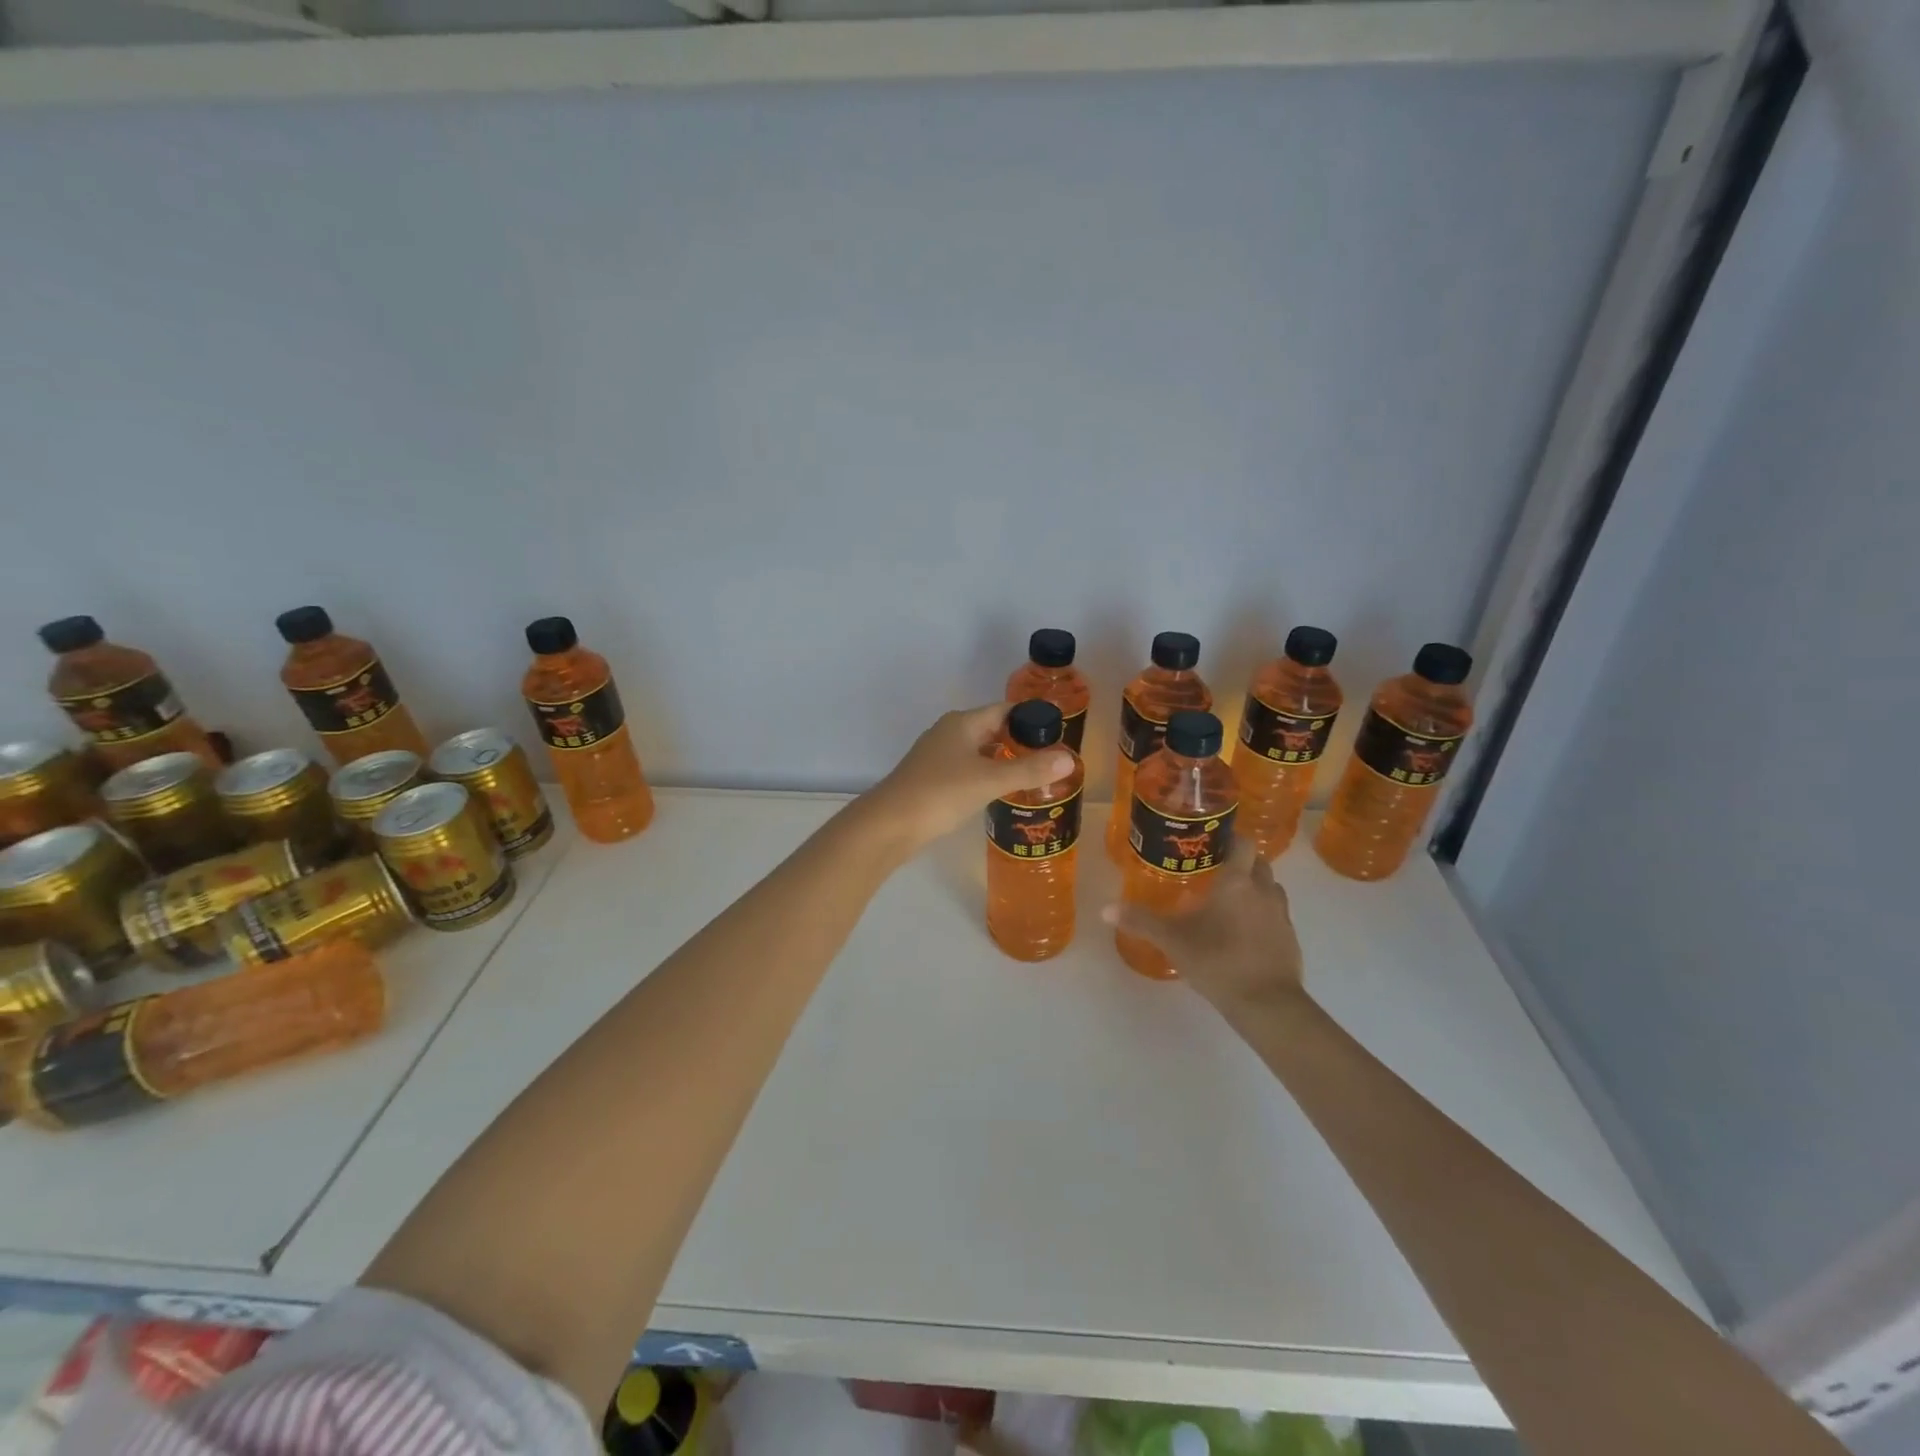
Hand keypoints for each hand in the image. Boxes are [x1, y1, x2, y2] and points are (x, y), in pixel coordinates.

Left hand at [866, 703, 1076, 849]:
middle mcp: (949, 733)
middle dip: (1021, 742)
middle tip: (1053, 759)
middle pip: (993, 730)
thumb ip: (1030, 769)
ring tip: (1035, 777)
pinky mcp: (932, 780)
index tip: (1059, 734)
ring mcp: (938, 757)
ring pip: (980, 752)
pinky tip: (1001, 793)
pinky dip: (987, 776)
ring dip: (1004, 761)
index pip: (1005, 710)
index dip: (1032, 719)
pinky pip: (968, 770)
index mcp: (962, 723)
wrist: (889, 825)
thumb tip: (1070, 758)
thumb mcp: (990, 780)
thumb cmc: (940, 793)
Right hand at [1103, 845, 1307, 1018]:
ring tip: (1231, 901)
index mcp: (1236, 882)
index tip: (1214, 842)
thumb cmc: (1218, 961)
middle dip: (1241, 863)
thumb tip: (1106, 909)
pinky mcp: (1291, 938)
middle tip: (1216, 872)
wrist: (1266, 1004)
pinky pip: (1277, 915)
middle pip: (1259, 862)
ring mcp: (1281, 915)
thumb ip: (1141, 921)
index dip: (1232, 838)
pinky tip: (1245, 933)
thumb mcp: (1173, 941)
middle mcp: (1263, 890)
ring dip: (1255, 888)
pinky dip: (1263, 915)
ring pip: (1271, 888)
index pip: (1243, 843)